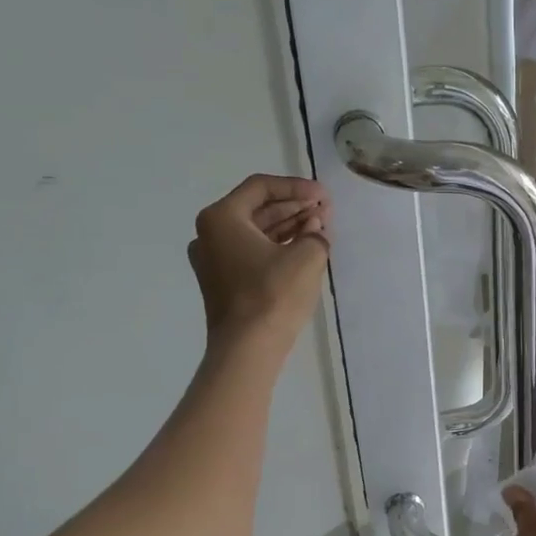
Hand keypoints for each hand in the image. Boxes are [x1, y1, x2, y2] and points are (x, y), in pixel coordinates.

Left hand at [188, 175, 330, 354]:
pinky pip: (252, 251)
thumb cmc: (273, 295)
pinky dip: (278, 245)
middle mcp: (209, 234)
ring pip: (256, 231)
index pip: (261, 187)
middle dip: (294, 206)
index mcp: (221, 218)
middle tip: (325, 209)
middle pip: (257, 208)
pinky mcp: (223, 281)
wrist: (247, 348)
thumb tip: (314, 227)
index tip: (324, 196)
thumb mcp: (306, 257)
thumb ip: (316, 232)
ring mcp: (213, 259)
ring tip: (320, 225)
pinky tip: (304, 246)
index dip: (297, 187)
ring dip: (289, 225)